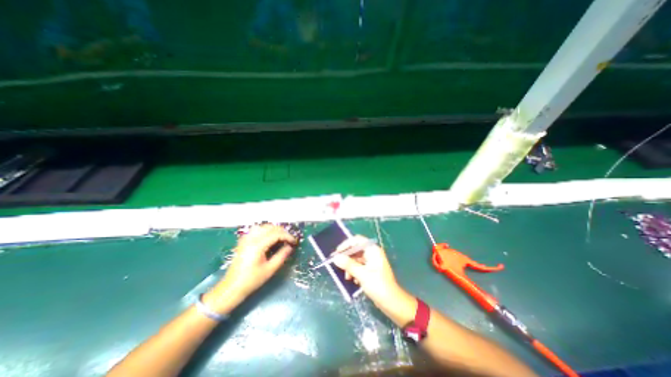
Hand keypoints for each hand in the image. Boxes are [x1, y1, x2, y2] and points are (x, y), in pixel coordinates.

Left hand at [205, 225, 297, 313]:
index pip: (276, 234)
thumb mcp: (270, 269)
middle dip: (282, 232)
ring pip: (264, 226)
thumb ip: (281, 256)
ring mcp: (246, 238)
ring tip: (281, 237)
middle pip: (270, 227)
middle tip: (289, 240)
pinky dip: (266, 230)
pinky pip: (257, 229)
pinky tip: (270, 237)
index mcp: (257, 245)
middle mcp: (251, 238)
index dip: (287, 236)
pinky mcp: (244, 241)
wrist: (232, 287)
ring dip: (274, 230)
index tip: (294, 241)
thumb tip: (290, 246)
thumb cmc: (251, 280)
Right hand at [331, 236, 403, 308]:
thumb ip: (348, 265)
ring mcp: (372, 261)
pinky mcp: (371, 269)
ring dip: (350, 266)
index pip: (357, 240)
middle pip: (356, 249)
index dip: (346, 244)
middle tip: (337, 264)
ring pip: (356, 259)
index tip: (337, 252)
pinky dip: (355, 271)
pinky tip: (354, 281)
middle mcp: (372, 253)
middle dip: (347, 258)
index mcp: (373, 250)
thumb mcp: (362, 275)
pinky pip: (359, 266)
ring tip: (347, 277)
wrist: (392, 302)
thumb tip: (335, 257)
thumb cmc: (378, 286)